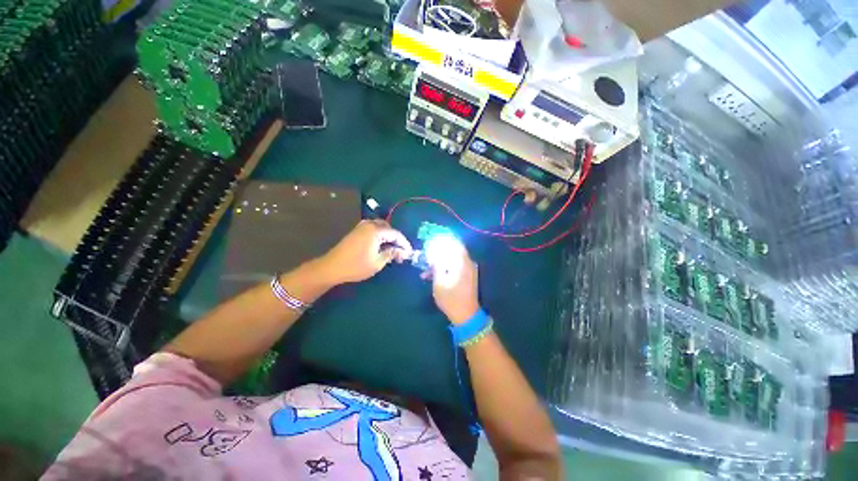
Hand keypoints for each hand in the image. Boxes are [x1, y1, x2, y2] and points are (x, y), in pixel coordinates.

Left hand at [317, 220, 412, 284]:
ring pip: (381, 228)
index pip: (396, 234)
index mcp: (376, 231)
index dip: (404, 243)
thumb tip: (402, 251)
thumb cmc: (356, 266)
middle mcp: (369, 225)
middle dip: (397, 239)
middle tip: (401, 252)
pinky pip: (373, 230)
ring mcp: (361, 227)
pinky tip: (382, 247)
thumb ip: (391, 253)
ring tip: (393, 250)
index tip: (410, 253)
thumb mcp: (377, 262)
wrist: (331, 267)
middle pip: (389, 228)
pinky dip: (380, 237)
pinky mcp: (356, 231)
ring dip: (388, 237)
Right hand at [422, 241, 479, 324]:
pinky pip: (456, 266)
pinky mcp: (468, 276)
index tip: (430, 244)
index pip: (453, 243)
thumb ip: (437, 264)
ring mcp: (469, 270)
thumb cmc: (451, 298)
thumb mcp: (439, 281)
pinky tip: (434, 276)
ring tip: (426, 272)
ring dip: (440, 262)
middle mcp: (468, 263)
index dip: (441, 242)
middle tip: (426, 258)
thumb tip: (434, 252)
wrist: (466, 315)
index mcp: (462, 262)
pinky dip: (446, 268)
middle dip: (438, 253)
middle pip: (453, 251)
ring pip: (453, 259)